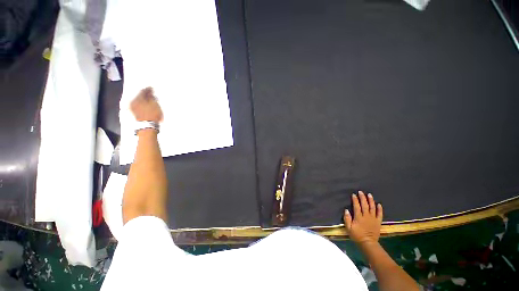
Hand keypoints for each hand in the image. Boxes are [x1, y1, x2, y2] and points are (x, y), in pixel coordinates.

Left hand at [130, 87, 162, 122]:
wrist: (148, 125)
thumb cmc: (151, 115)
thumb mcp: (154, 103)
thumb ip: (151, 96)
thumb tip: (149, 92)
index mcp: (136, 98)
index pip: (142, 91)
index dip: (148, 89)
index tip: (151, 88)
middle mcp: (133, 102)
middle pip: (140, 96)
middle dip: (146, 95)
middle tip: (151, 94)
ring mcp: (133, 108)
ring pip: (140, 101)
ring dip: (145, 100)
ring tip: (151, 101)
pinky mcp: (135, 113)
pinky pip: (139, 106)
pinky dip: (144, 105)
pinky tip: (148, 106)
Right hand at [344, 191, 382, 245]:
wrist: (368, 243)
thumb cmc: (357, 235)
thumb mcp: (349, 228)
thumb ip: (347, 219)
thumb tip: (346, 210)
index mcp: (359, 217)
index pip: (357, 206)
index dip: (355, 200)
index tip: (354, 194)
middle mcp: (366, 216)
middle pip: (365, 205)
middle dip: (363, 198)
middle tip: (361, 192)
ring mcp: (373, 219)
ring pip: (372, 208)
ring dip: (371, 201)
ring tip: (369, 195)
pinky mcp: (378, 222)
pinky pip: (379, 214)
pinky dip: (379, 209)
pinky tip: (379, 204)